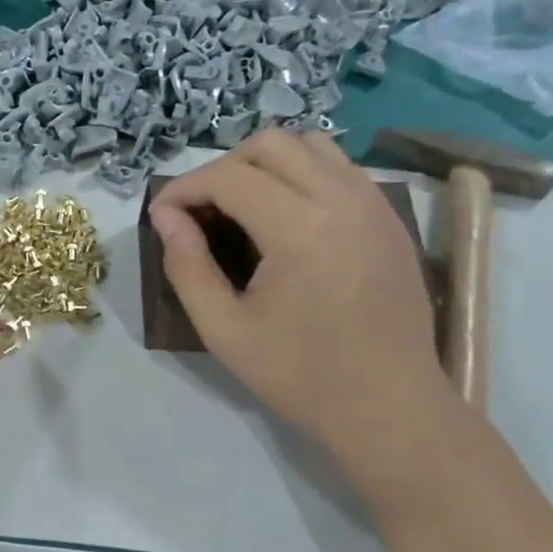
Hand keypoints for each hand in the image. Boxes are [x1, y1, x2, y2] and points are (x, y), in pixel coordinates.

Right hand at [150, 130, 455, 501]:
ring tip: (243, 206)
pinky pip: (339, 167)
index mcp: (300, 229)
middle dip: (222, 168)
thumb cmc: (301, 376)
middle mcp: (342, 199)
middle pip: (269, 145)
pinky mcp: (389, 216)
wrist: (390, 407)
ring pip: (309, 144)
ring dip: (265, 163)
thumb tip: (165, 216)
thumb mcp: (224, 330)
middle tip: (201, 211)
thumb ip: (186, 267)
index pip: (229, 177)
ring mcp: (374, 203)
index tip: (162, 215)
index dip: (185, 188)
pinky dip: (302, 173)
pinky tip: (287, 217)